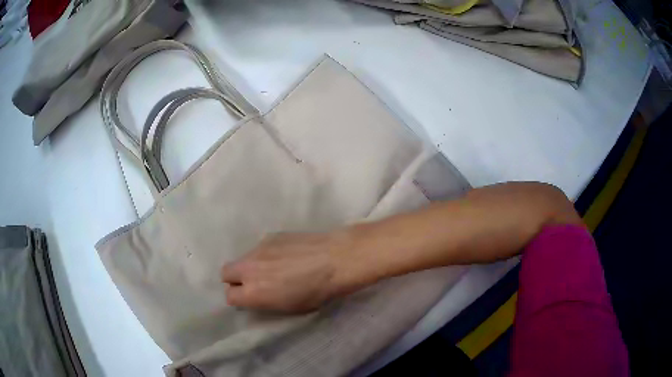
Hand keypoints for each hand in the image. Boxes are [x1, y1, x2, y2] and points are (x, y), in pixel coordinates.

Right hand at [221, 231, 360, 312]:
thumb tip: (256, 295)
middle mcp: (249, 268)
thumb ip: (264, 301)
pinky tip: (287, 255)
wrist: (335, 260)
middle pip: (225, 272)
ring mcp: (258, 249)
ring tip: (276, 268)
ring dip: (252, 265)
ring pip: (243, 258)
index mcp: (253, 292)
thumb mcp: (288, 308)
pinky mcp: (270, 236)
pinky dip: (267, 254)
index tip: (250, 298)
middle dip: (235, 279)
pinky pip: (260, 248)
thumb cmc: (316, 292)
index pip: (229, 296)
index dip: (238, 298)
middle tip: (254, 283)